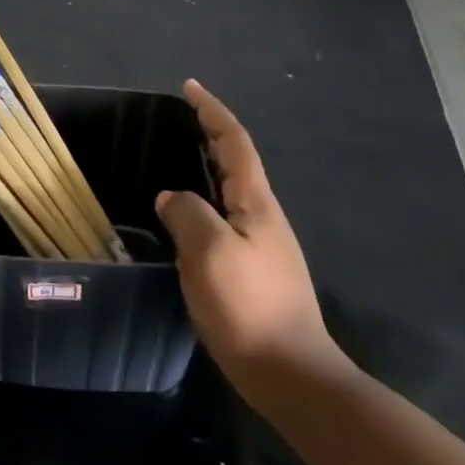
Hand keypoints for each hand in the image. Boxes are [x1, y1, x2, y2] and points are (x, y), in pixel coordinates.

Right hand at [157, 80, 346, 396]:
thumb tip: (172, 198)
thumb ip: (187, 214)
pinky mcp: (254, 269)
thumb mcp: (210, 253)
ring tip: (172, 161)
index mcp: (255, 202)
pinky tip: (183, 217)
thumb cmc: (250, 307)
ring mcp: (261, 243)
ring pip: (229, 190)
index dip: (212, 111)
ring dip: (205, 167)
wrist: (293, 376)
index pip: (234, 141)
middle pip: (235, 160)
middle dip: (209, 133)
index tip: (189, 87)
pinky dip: (202, 201)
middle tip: (175, 120)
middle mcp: (262, 215)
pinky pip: (223, 218)